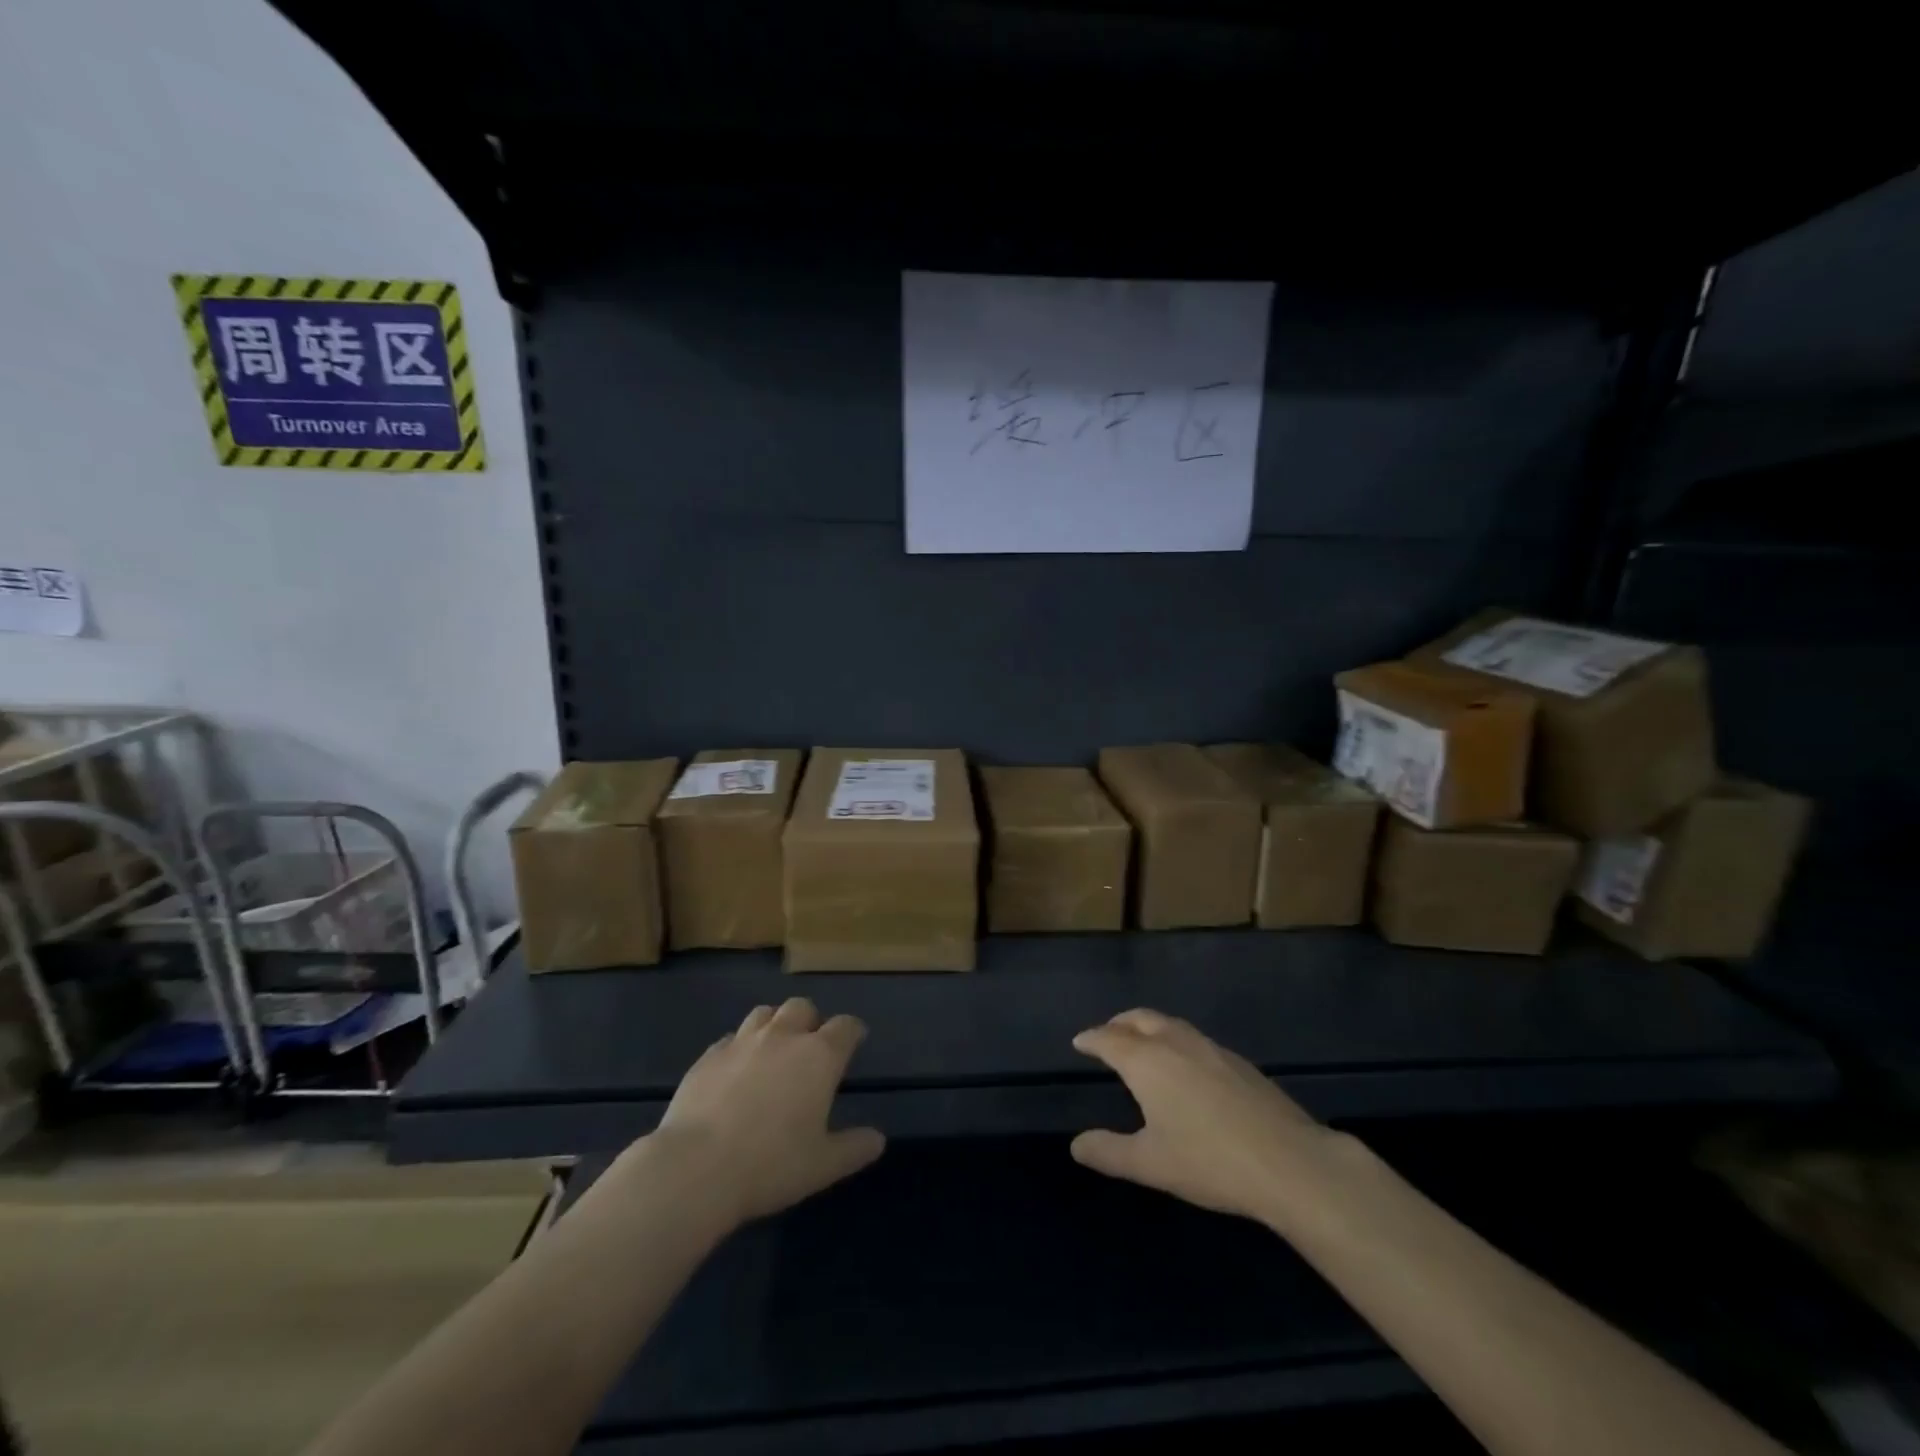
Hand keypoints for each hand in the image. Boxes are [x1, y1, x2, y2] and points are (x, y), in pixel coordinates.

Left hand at [641, 998, 884, 1228]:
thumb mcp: (823, 1165)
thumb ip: (854, 1148)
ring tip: (773, 1049)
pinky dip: (739, 1047)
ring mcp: (742, 1042)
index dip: (853, 1031)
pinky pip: (730, 1039)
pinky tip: (735, 1070)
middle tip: (810, 1047)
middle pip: (802, 1007)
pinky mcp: (708, 1056)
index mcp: (819, 1056)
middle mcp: (783, 1037)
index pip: (845, 1026)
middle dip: (811, 1020)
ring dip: (774, 1024)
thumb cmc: (771, 1165)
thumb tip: (877, 1139)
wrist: (696, 1168)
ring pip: (764, 1013)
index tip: (855, 1040)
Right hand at [1070, 1008, 1348, 1226]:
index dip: (1091, 1039)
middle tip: (1107, 1035)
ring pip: (1170, 1024)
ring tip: (1142, 1044)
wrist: (1289, 1162)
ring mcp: (1211, 1048)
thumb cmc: (1210, 1161)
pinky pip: (1194, 1038)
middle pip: (1140, 1019)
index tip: (1079, 1041)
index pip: (1110, 1039)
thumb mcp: (1150, 1164)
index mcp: (1147, 1062)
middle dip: (1119, 1023)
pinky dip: (1176, 1041)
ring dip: (1149, 1027)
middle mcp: (1176, 1043)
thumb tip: (1076, 1144)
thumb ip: (1109, 1152)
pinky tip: (1186, 1067)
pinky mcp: (1239, 1062)